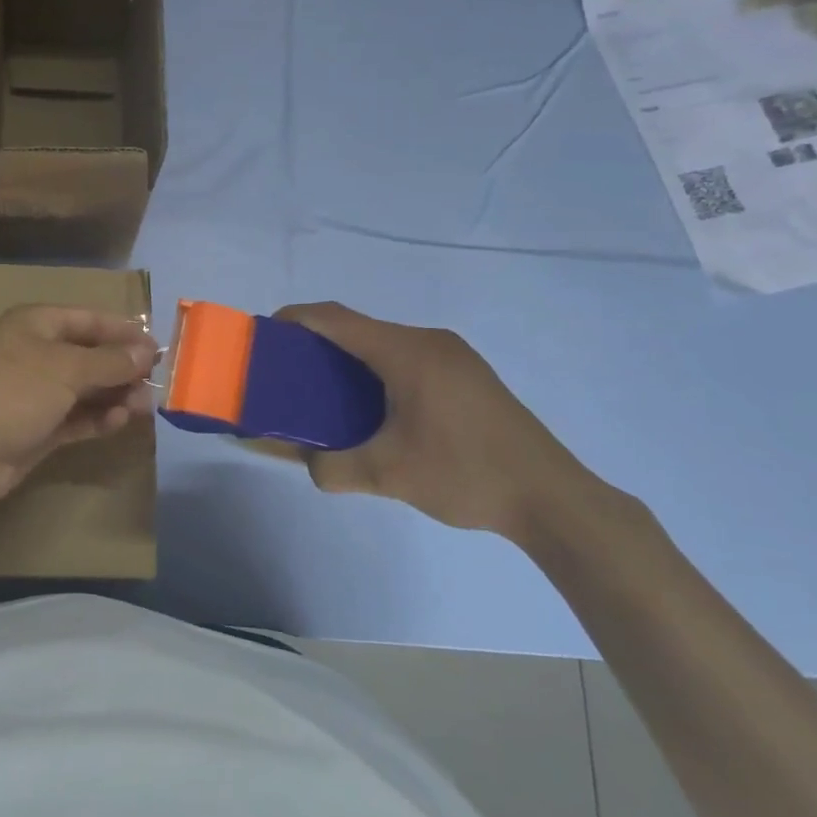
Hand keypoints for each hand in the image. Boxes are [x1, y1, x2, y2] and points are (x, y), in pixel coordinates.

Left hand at [0, 305, 156, 513]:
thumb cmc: (17, 392)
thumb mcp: (68, 369)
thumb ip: (111, 361)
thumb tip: (146, 352)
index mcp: (36, 325)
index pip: (88, 319)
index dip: (123, 331)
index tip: (158, 348)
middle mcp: (36, 353)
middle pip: (90, 354)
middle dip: (123, 368)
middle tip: (155, 383)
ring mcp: (36, 392)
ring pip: (86, 389)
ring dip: (115, 395)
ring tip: (143, 408)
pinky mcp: (38, 427)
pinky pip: (76, 417)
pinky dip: (98, 418)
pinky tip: (118, 422)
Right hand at [275, 303, 604, 540]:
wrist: (553, 498)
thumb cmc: (465, 474)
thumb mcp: (388, 475)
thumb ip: (332, 468)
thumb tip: (305, 463)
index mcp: (407, 352)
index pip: (336, 319)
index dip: (295, 319)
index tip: (264, 335)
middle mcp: (429, 341)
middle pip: (358, 328)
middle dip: (316, 344)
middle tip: (287, 373)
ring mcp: (453, 356)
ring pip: (383, 344)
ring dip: (348, 360)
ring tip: (322, 393)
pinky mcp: (466, 375)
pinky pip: (405, 358)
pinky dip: (375, 371)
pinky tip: (370, 407)